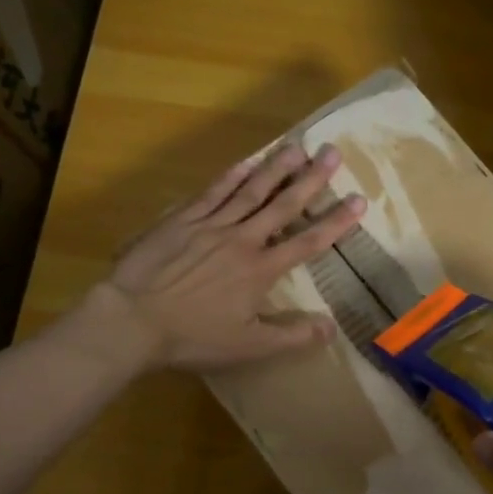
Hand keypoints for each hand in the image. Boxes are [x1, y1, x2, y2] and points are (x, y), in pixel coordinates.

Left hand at [79, 144, 363, 371]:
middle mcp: (242, 239)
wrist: (133, 319)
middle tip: (331, 153)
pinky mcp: (182, 220)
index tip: (359, 200)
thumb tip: (331, 328)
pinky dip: (232, 176)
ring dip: (276, 168)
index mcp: (261, 270)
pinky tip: (246, 162)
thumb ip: (291, 336)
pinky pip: (213, 192)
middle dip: (311, 179)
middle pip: (283, 205)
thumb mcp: (248, 347)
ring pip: (250, 191)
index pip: (308, 242)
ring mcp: (211, 225)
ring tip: (297, 146)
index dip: (336, 222)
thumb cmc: (193, 336)